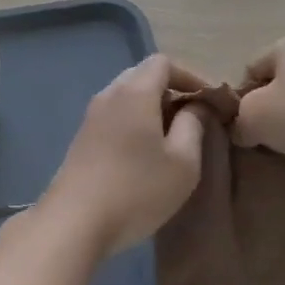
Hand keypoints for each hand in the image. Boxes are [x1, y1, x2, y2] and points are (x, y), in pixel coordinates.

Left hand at [36, 55, 204, 253]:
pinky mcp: (81, 138)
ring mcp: (91, 116)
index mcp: (135, 92)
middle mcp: (109, 95)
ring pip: (126, 96)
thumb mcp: (183, 162)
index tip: (209, 103)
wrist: (75, 222)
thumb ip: (194, 125)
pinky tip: (144, 153)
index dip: (191, 76)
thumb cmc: (137, 190)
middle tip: (194, 119)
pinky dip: (134, 121)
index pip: (163, 62)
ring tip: (172, 138)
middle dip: (171, 90)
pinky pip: (114, 115)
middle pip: (142, 75)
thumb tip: (196, 105)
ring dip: (151, 108)